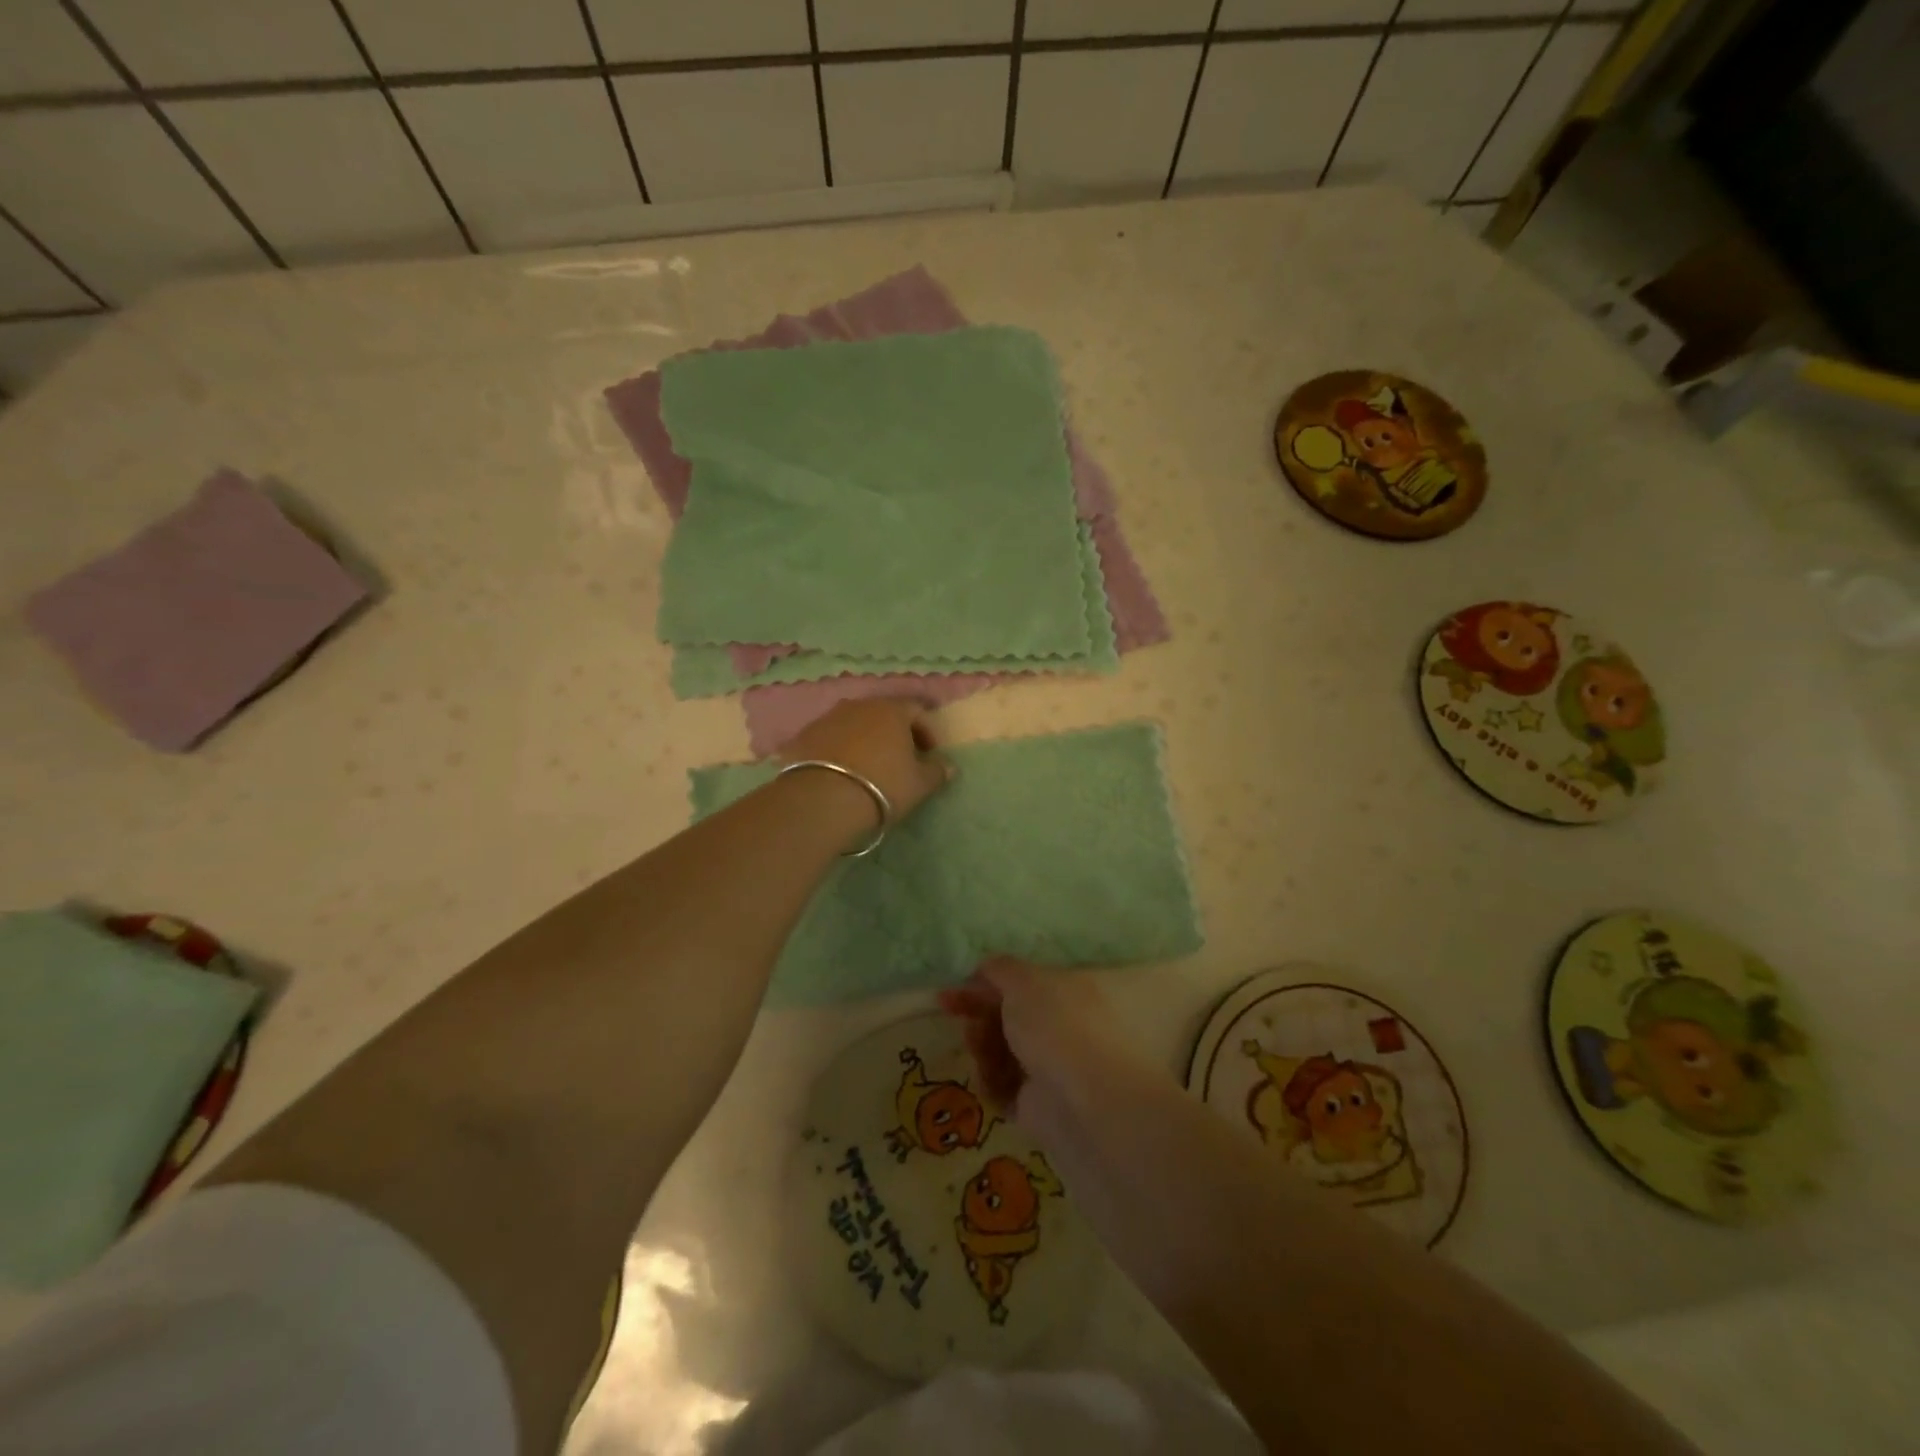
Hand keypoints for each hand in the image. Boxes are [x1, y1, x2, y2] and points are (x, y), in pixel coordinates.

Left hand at [779, 699, 952, 824]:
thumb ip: (937, 772)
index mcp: (891, 710)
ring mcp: (827, 718)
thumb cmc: (882, 786)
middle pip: (883, 713)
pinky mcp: (803, 736)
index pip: (916, 710)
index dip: (926, 730)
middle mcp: (859, 705)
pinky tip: (840, 773)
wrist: (822, 799)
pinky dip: (838, 750)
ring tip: (868, 767)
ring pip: (854, 724)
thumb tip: (948, 765)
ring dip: (864, 740)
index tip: (929, 754)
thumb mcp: (919, 784)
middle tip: (900, 759)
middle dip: (894, 733)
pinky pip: (829, 738)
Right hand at [937, 957, 1131, 1117]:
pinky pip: (1005, 1087)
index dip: (989, 983)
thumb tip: (984, 968)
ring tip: (980, 1048)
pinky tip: (990, 1078)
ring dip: (984, 1047)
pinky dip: (992, 1082)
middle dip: (981, 1014)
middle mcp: (1068, 1027)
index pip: (1027, 983)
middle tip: (958, 1014)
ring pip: (1004, 1051)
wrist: (1085, 1102)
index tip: (956, 988)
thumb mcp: (1025, 981)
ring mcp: (1055, 1068)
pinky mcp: (1041, 1106)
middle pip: (1012, 1017)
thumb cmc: (1058, 1025)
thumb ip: (1001, 970)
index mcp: (1074, 992)